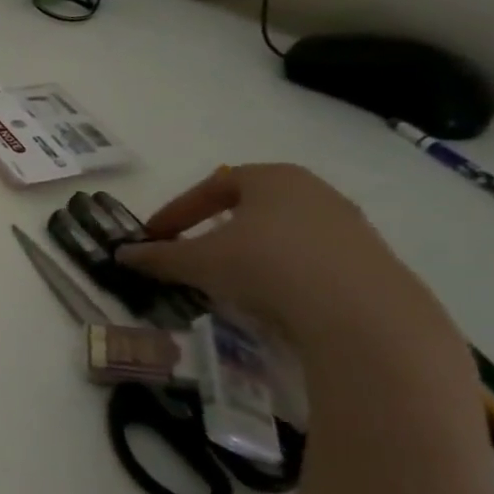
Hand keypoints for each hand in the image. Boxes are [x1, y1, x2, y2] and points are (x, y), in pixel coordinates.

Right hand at [117, 164, 457, 354]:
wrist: (361, 315)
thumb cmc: (265, 266)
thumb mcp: (196, 262)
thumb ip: (157, 256)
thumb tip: (122, 255)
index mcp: (272, 177)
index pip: (213, 185)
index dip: (177, 210)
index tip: (155, 235)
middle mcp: (315, 191)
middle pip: (251, 205)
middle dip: (214, 228)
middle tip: (190, 251)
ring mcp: (349, 225)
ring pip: (282, 232)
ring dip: (248, 251)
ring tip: (227, 278)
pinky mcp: (370, 261)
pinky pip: (310, 258)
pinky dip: (281, 271)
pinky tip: (268, 296)